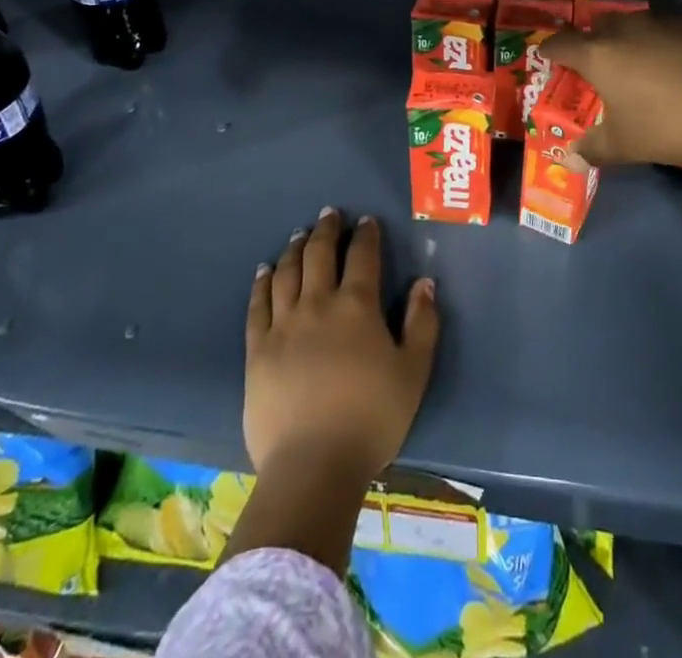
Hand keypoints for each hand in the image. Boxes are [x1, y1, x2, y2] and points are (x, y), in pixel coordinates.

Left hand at [245, 209, 440, 486]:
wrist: (313, 466)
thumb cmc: (371, 419)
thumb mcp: (413, 373)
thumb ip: (422, 324)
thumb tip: (424, 282)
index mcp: (357, 306)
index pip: (362, 256)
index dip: (365, 235)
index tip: (366, 221)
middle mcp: (318, 304)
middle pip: (319, 254)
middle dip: (326, 230)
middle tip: (329, 214)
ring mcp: (283, 324)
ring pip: (287, 272)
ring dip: (295, 248)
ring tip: (299, 235)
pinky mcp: (257, 349)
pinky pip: (258, 304)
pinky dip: (263, 282)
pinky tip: (265, 270)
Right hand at [543, 10, 681, 169]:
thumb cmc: (669, 128)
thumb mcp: (626, 146)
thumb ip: (592, 149)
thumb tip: (569, 160)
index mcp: (600, 55)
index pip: (562, 44)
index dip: (551, 49)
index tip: (548, 56)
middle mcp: (628, 28)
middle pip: (600, 25)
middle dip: (595, 40)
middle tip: (600, 63)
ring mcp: (667, 20)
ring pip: (640, 21)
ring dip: (635, 37)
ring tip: (646, 61)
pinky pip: (679, 26)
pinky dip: (675, 40)